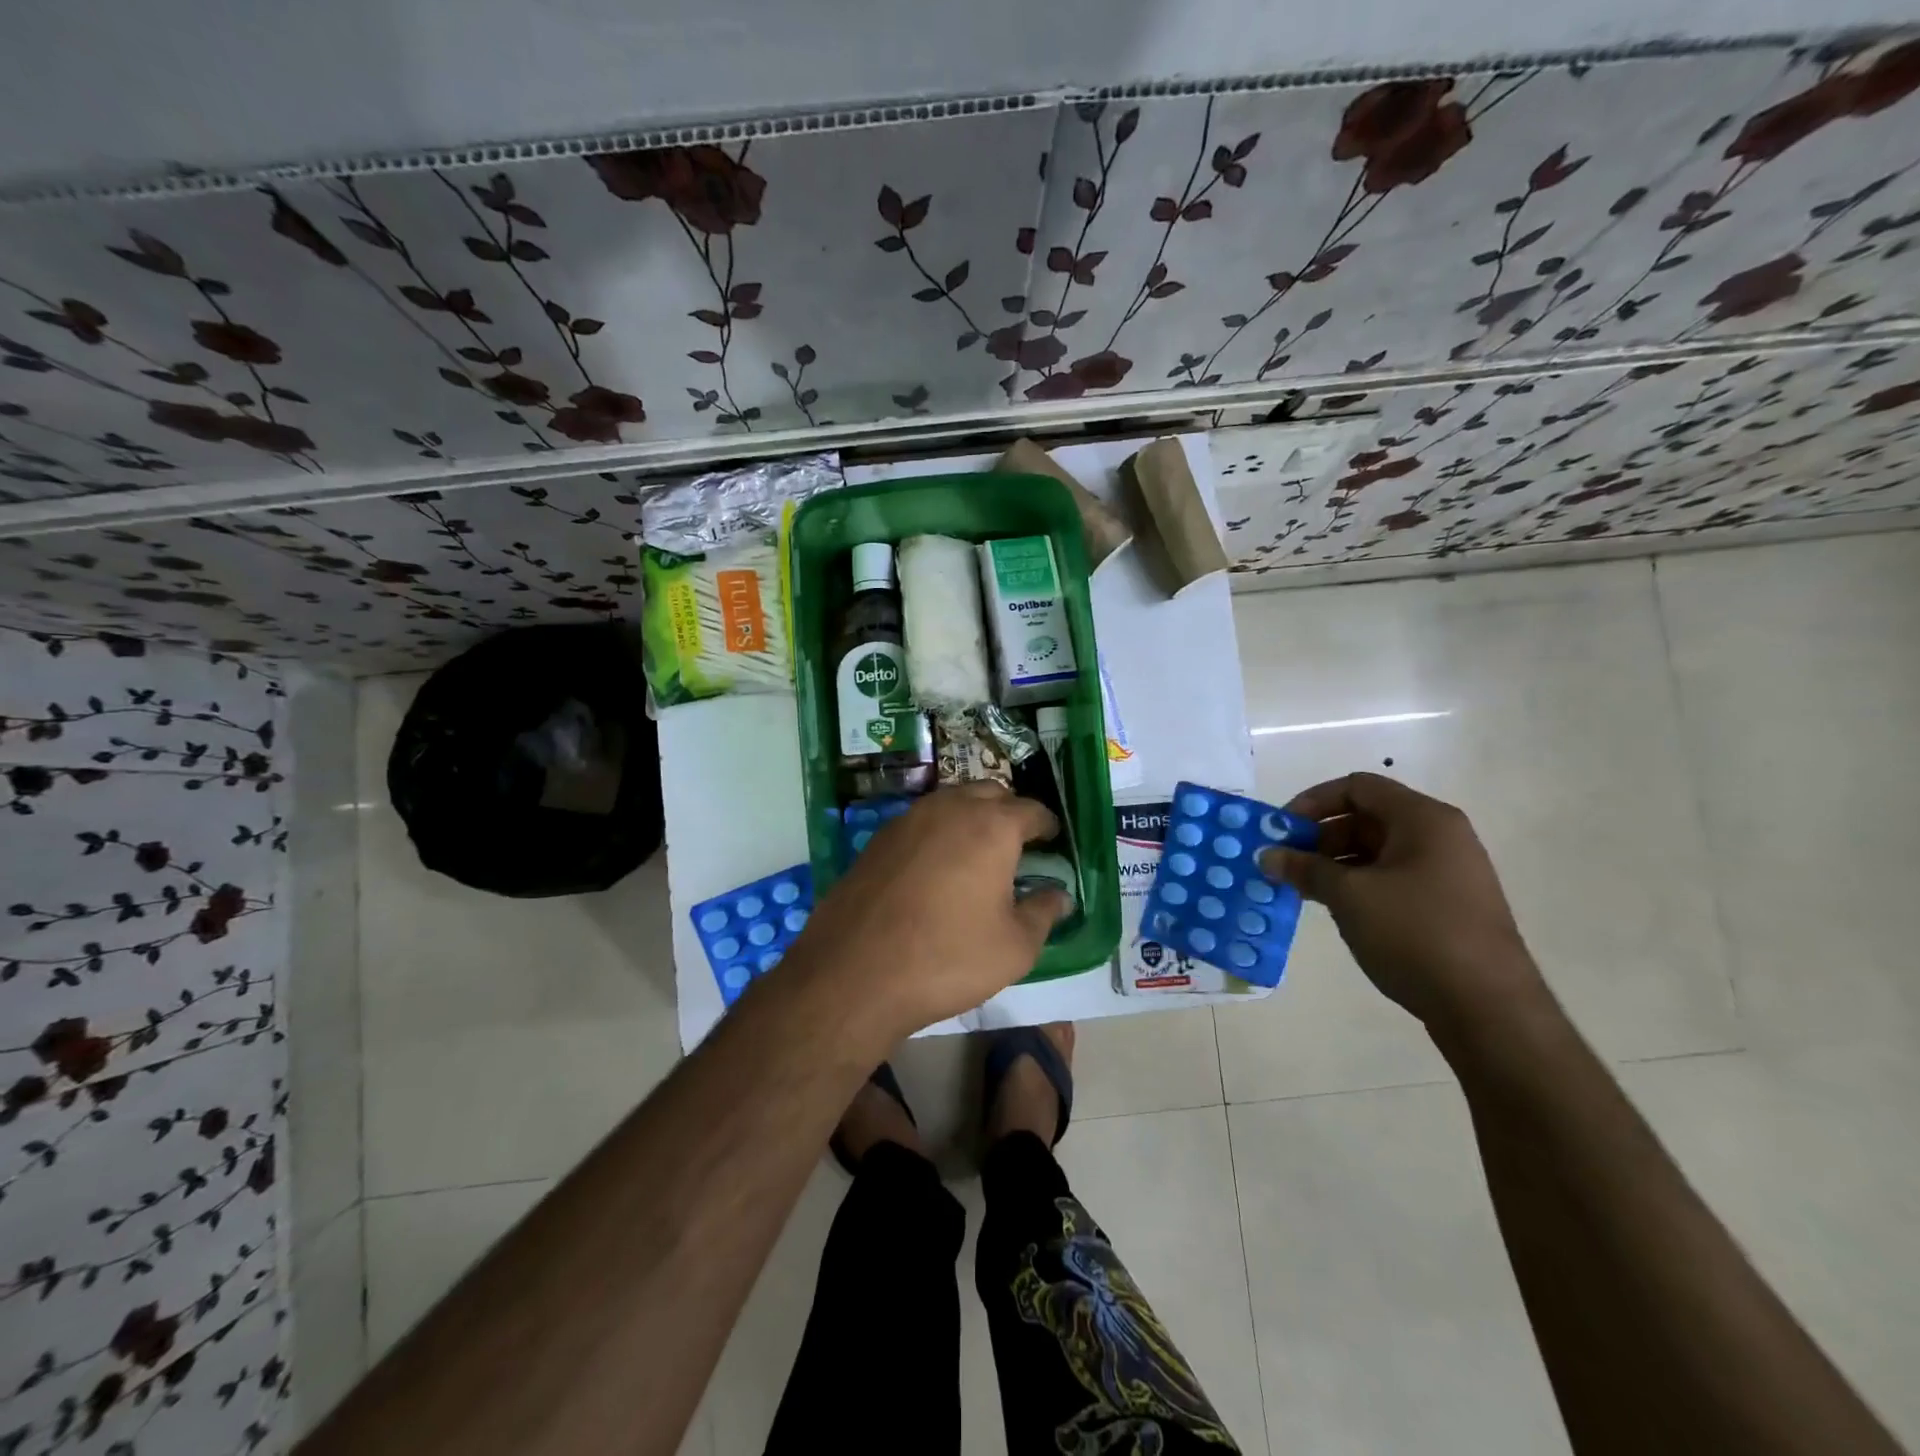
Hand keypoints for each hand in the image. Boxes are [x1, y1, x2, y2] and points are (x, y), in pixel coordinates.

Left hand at [789, 783, 1069, 1042]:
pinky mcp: (879, 838)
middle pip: (990, 794)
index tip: (1053, 840)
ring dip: (972, 816)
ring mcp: (909, 819)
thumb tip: (1058, 895)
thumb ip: (1043, 913)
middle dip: (1009, 812)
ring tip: (979, 851)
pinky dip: (940, 831)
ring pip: (952, 802)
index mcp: (992, 826)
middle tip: (1018, 843)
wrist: (854, 973)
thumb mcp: (1014, 947)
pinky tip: (938, 865)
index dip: (1047, 825)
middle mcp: (950, 808)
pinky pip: (922, 821)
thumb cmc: (948, 957)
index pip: (1031, 810)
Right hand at [1257, 773, 1546, 1031]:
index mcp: (1423, 819)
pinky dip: (1359, 884)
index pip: (1357, 787)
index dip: (1313, 802)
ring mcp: (1447, 872)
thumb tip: (1267, 855)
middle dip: (1320, 837)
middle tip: (1285, 864)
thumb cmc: (1415, 933)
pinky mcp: (1447, 904)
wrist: (1488, 1008)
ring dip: (1335, 864)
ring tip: (1302, 889)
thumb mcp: (1349, 896)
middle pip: (1367, 818)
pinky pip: (1393, 878)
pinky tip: (1335, 908)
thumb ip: (1304, 868)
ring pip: (1378, 851)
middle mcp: (1440, 836)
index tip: (1281, 830)